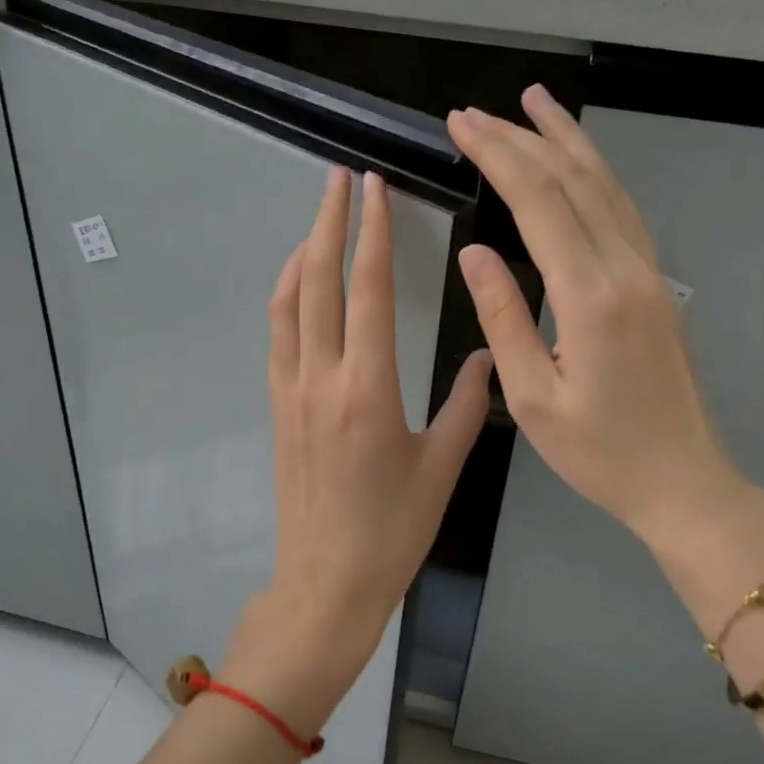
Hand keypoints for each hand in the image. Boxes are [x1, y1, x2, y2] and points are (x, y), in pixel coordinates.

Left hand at [224, 168, 492, 738]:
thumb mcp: (442, 468)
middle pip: (318, 280)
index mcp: (368, 388)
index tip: (375, 189)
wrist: (324, 584)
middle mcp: (322, 378)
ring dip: (303, 252)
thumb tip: (487, 354)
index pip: (366, 289)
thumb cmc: (392, 531)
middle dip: (328, 221)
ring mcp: (291, 391)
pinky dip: (288, 295)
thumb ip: (468, 404)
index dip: (372, 233)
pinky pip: (278, 335)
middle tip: (339, 179)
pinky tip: (300, 283)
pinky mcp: (277, 407)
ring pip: (288, 302)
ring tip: (320, 218)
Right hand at [446, 88, 763, 626]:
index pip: (539, 202)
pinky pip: (622, 208)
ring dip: (566, 139)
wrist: (685, 483)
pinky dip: (595, 172)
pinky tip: (577, 160)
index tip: (461, 125)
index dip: (498, 155)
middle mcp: (627, 269)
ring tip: (533, 102)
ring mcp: (649, 271)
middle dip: (520, 138)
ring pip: (606, 185)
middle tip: (474, 113)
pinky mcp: (656, 282)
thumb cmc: (601, 454)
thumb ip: (503, 317)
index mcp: (592, 298)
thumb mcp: (533, 398)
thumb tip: (474, 253)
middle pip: (572, 180)